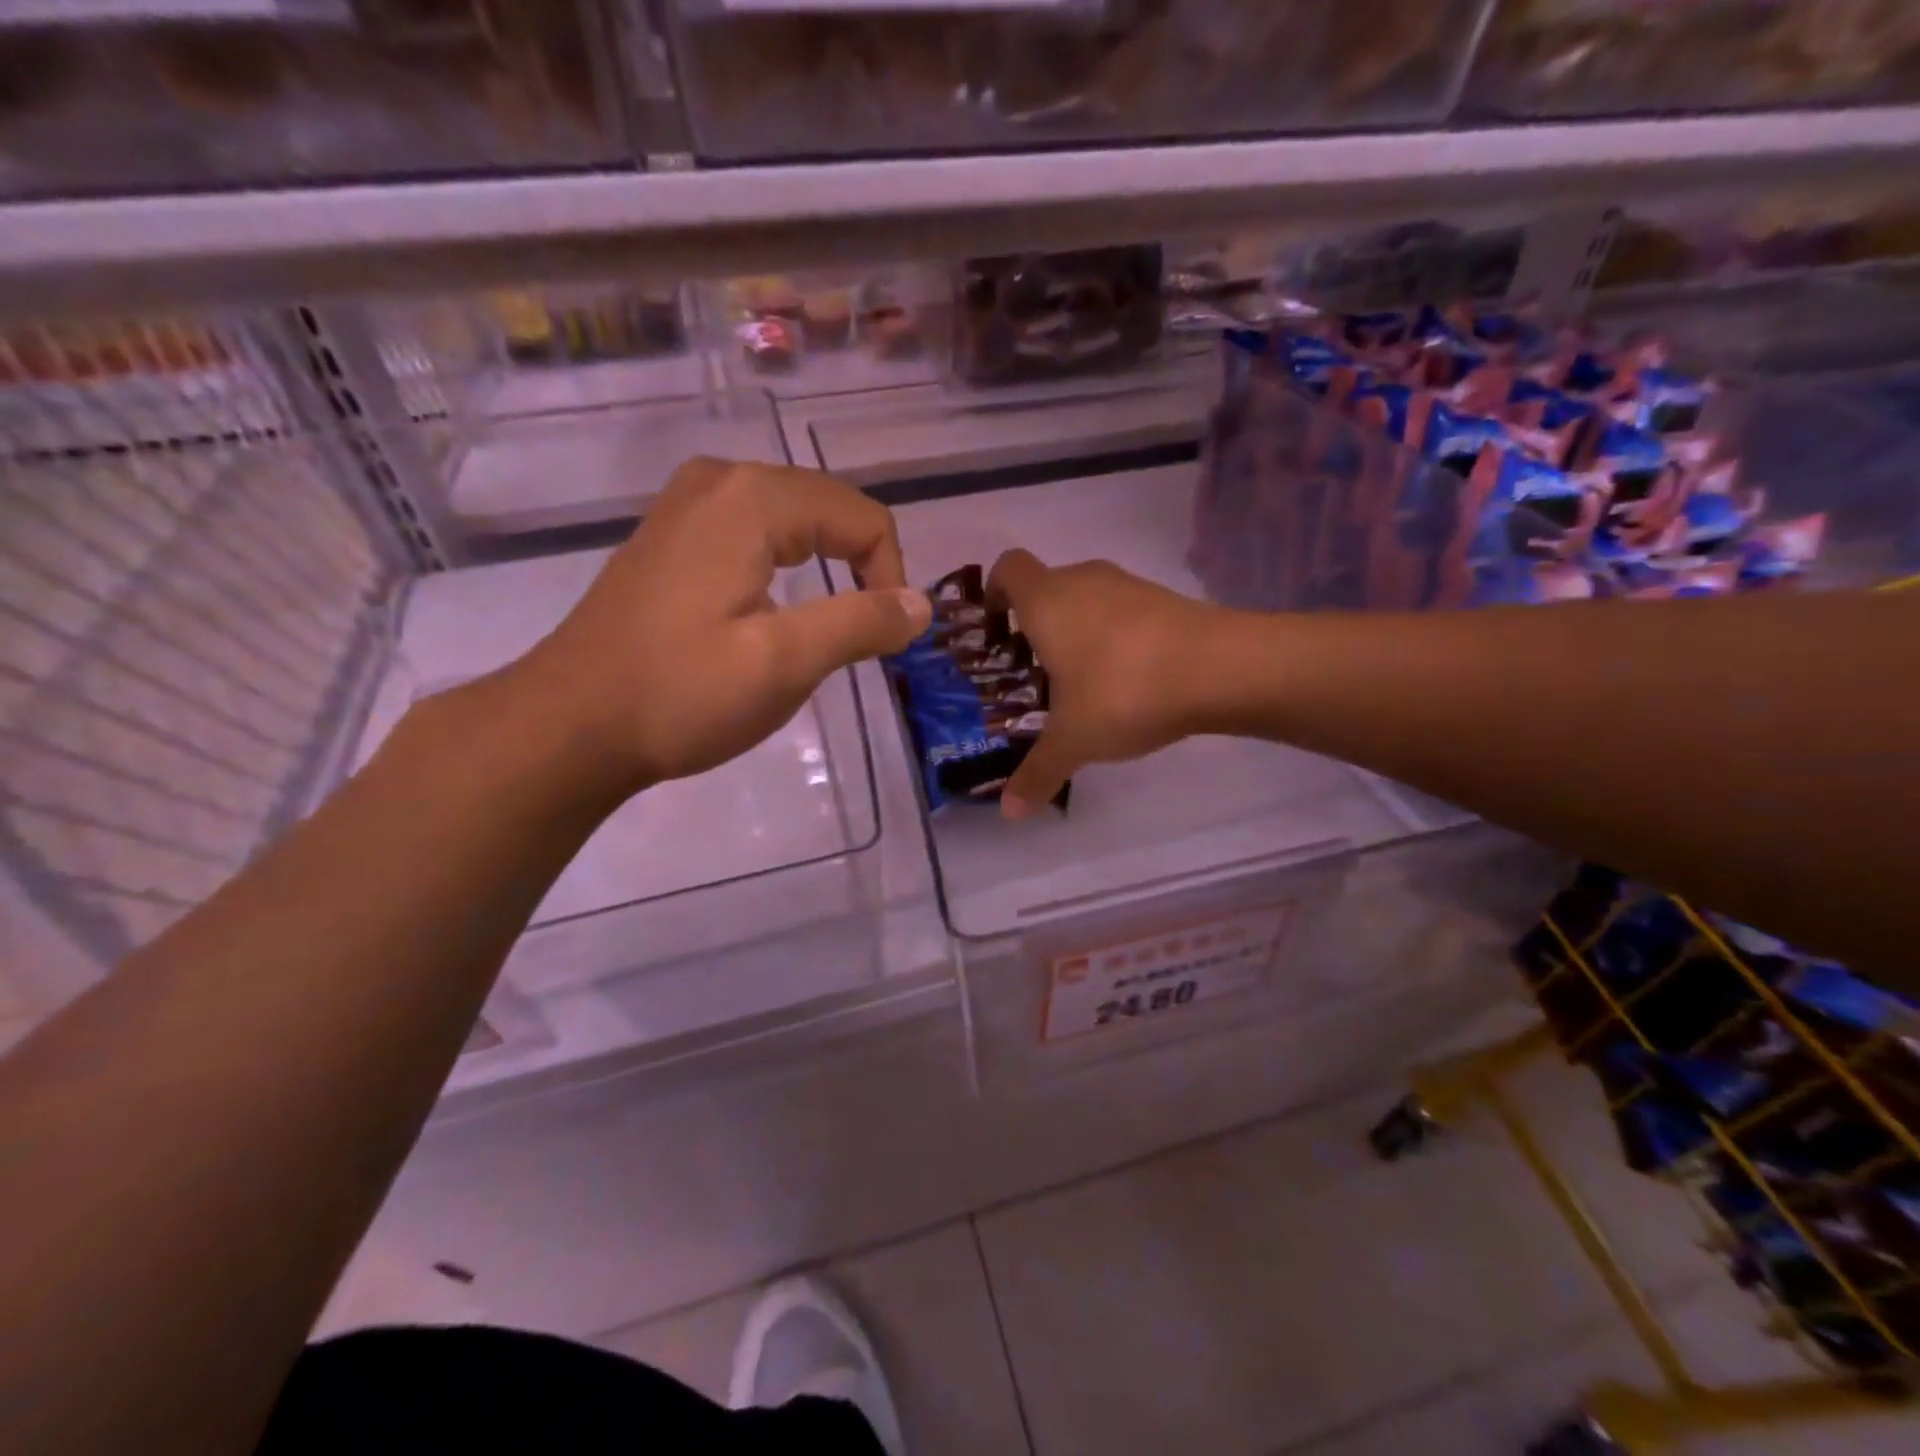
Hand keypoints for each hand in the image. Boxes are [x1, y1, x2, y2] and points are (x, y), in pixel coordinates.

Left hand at [520, 458, 929, 792]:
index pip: (863, 517)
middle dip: (862, 566)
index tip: (883, 639)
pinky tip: (774, 607)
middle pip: (828, 508)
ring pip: (793, 518)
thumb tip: (920, 605)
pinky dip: (786, 563)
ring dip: (827, 564)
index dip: (891, 576)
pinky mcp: (672, 535)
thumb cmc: (681, 693)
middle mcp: (720, 480)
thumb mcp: (785, 662)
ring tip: (829, 622)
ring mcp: (688, 504)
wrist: (570, 725)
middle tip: (864, 635)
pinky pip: (754, 530)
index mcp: (752, 499)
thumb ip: (862, 623)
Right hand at [986, 549, 1230, 819]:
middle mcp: (1083, 581)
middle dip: (1036, 626)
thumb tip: (1009, 813)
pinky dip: (1115, 637)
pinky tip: (1128, 680)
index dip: (995, 593)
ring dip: (1078, 631)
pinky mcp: (1165, 599)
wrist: (1220, 668)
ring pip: (1087, 599)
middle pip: (1047, 588)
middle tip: (1035, 673)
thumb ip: (1037, 773)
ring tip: (1082, 683)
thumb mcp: (1073, 741)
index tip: (997, 630)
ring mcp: (1128, 585)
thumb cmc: (1123, 692)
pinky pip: (1123, 612)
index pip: (1008, 568)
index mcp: (1046, 601)